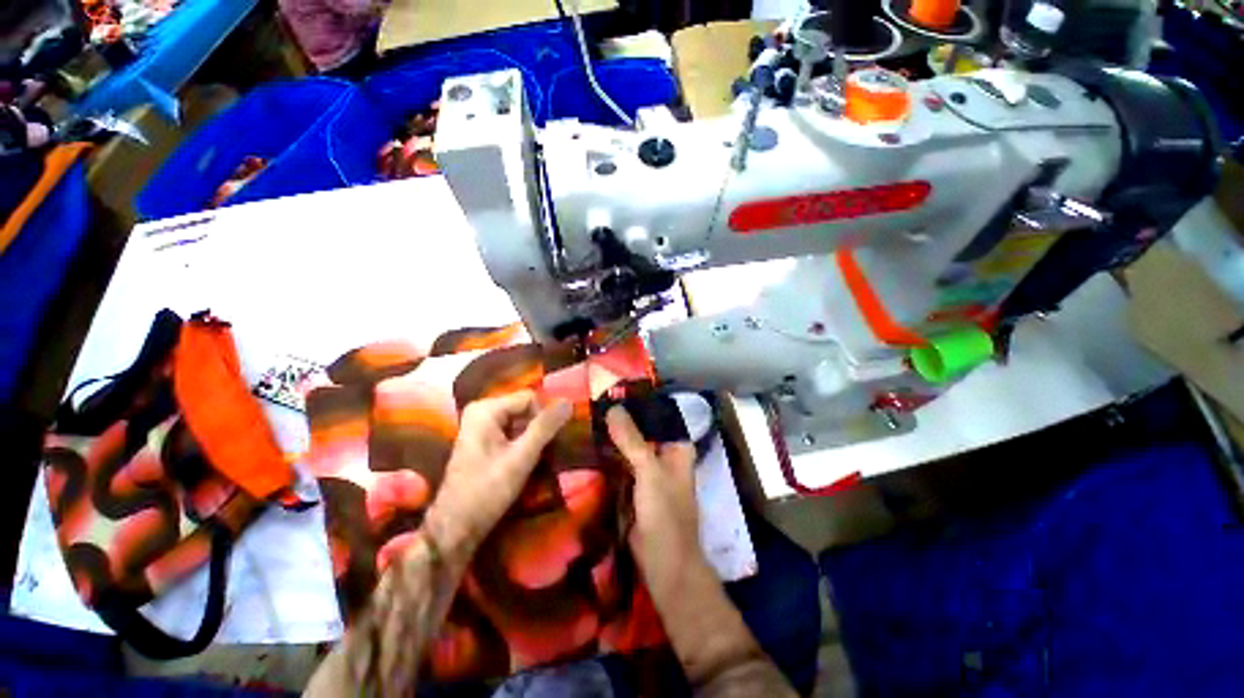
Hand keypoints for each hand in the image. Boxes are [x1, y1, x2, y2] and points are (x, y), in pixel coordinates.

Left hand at [423, 391, 571, 565]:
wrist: (456, 527)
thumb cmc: (487, 490)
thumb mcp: (522, 457)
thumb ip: (545, 427)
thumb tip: (568, 402)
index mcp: (486, 409)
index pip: (530, 398)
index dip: (543, 416)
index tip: (548, 441)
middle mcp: (481, 411)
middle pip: (525, 407)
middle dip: (538, 426)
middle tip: (544, 450)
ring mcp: (481, 425)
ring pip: (521, 420)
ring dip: (533, 436)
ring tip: (537, 457)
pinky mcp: (484, 439)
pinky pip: (513, 430)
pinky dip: (524, 442)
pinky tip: (526, 459)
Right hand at [605, 406, 702, 582]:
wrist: (663, 563)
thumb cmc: (665, 514)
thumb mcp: (650, 472)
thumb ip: (632, 440)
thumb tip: (613, 408)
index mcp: (677, 447)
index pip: (659, 415)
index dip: (639, 402)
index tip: (613, 389)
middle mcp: (664, 454)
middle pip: (642, 429)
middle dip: (621, 419)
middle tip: (592, 402)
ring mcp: (647, 470)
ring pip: (629, 446)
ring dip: (612, 436)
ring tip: (586, 417)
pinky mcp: (633, 485)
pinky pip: (620, 463)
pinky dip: (607, 454)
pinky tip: (588, 444)